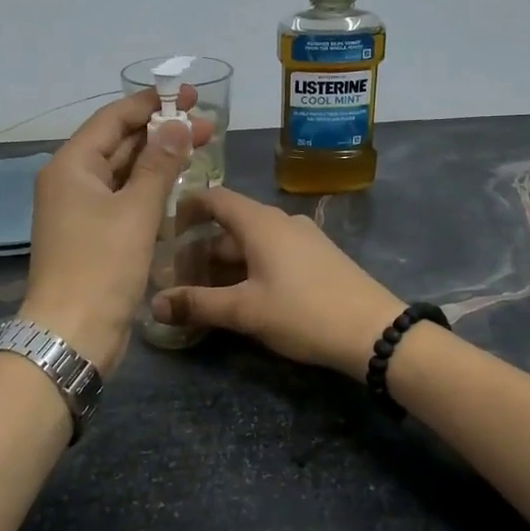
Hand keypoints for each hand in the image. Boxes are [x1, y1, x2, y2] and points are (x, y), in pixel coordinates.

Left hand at [19, 87, 210, 374]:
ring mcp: (82, 212)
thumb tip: (178, 125)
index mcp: (72, 166)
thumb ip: (159, 165)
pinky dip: (150, 192)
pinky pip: (124, 202)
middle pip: (119, 144)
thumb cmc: (102, 266)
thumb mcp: (135, 211)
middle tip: (208, 125)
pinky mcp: (94, 237)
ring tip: (201, 150)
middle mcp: (72, 183)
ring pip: (124, 174)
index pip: (113, 119)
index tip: (190, 95)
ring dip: (159, 162)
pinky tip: (179, 189)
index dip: (152, 103)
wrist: (73, 332)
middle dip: (162, 133)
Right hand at [151, 187, 404, 376]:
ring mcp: (304, 239)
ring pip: (253, 243)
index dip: (186, 208)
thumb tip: (154, 304)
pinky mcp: (318, 259)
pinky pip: (273, 254)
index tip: (163, 230)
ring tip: (204, 292)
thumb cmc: (304, 312)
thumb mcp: (245, 311)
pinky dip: (250, 269)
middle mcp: (282, 222)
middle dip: (201, 249)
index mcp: (261, 222)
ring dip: (226, 263)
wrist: (375, 332)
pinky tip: (243, 297)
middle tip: (177, 277)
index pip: (214, 198)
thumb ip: (198, 304)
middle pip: (231, 225)